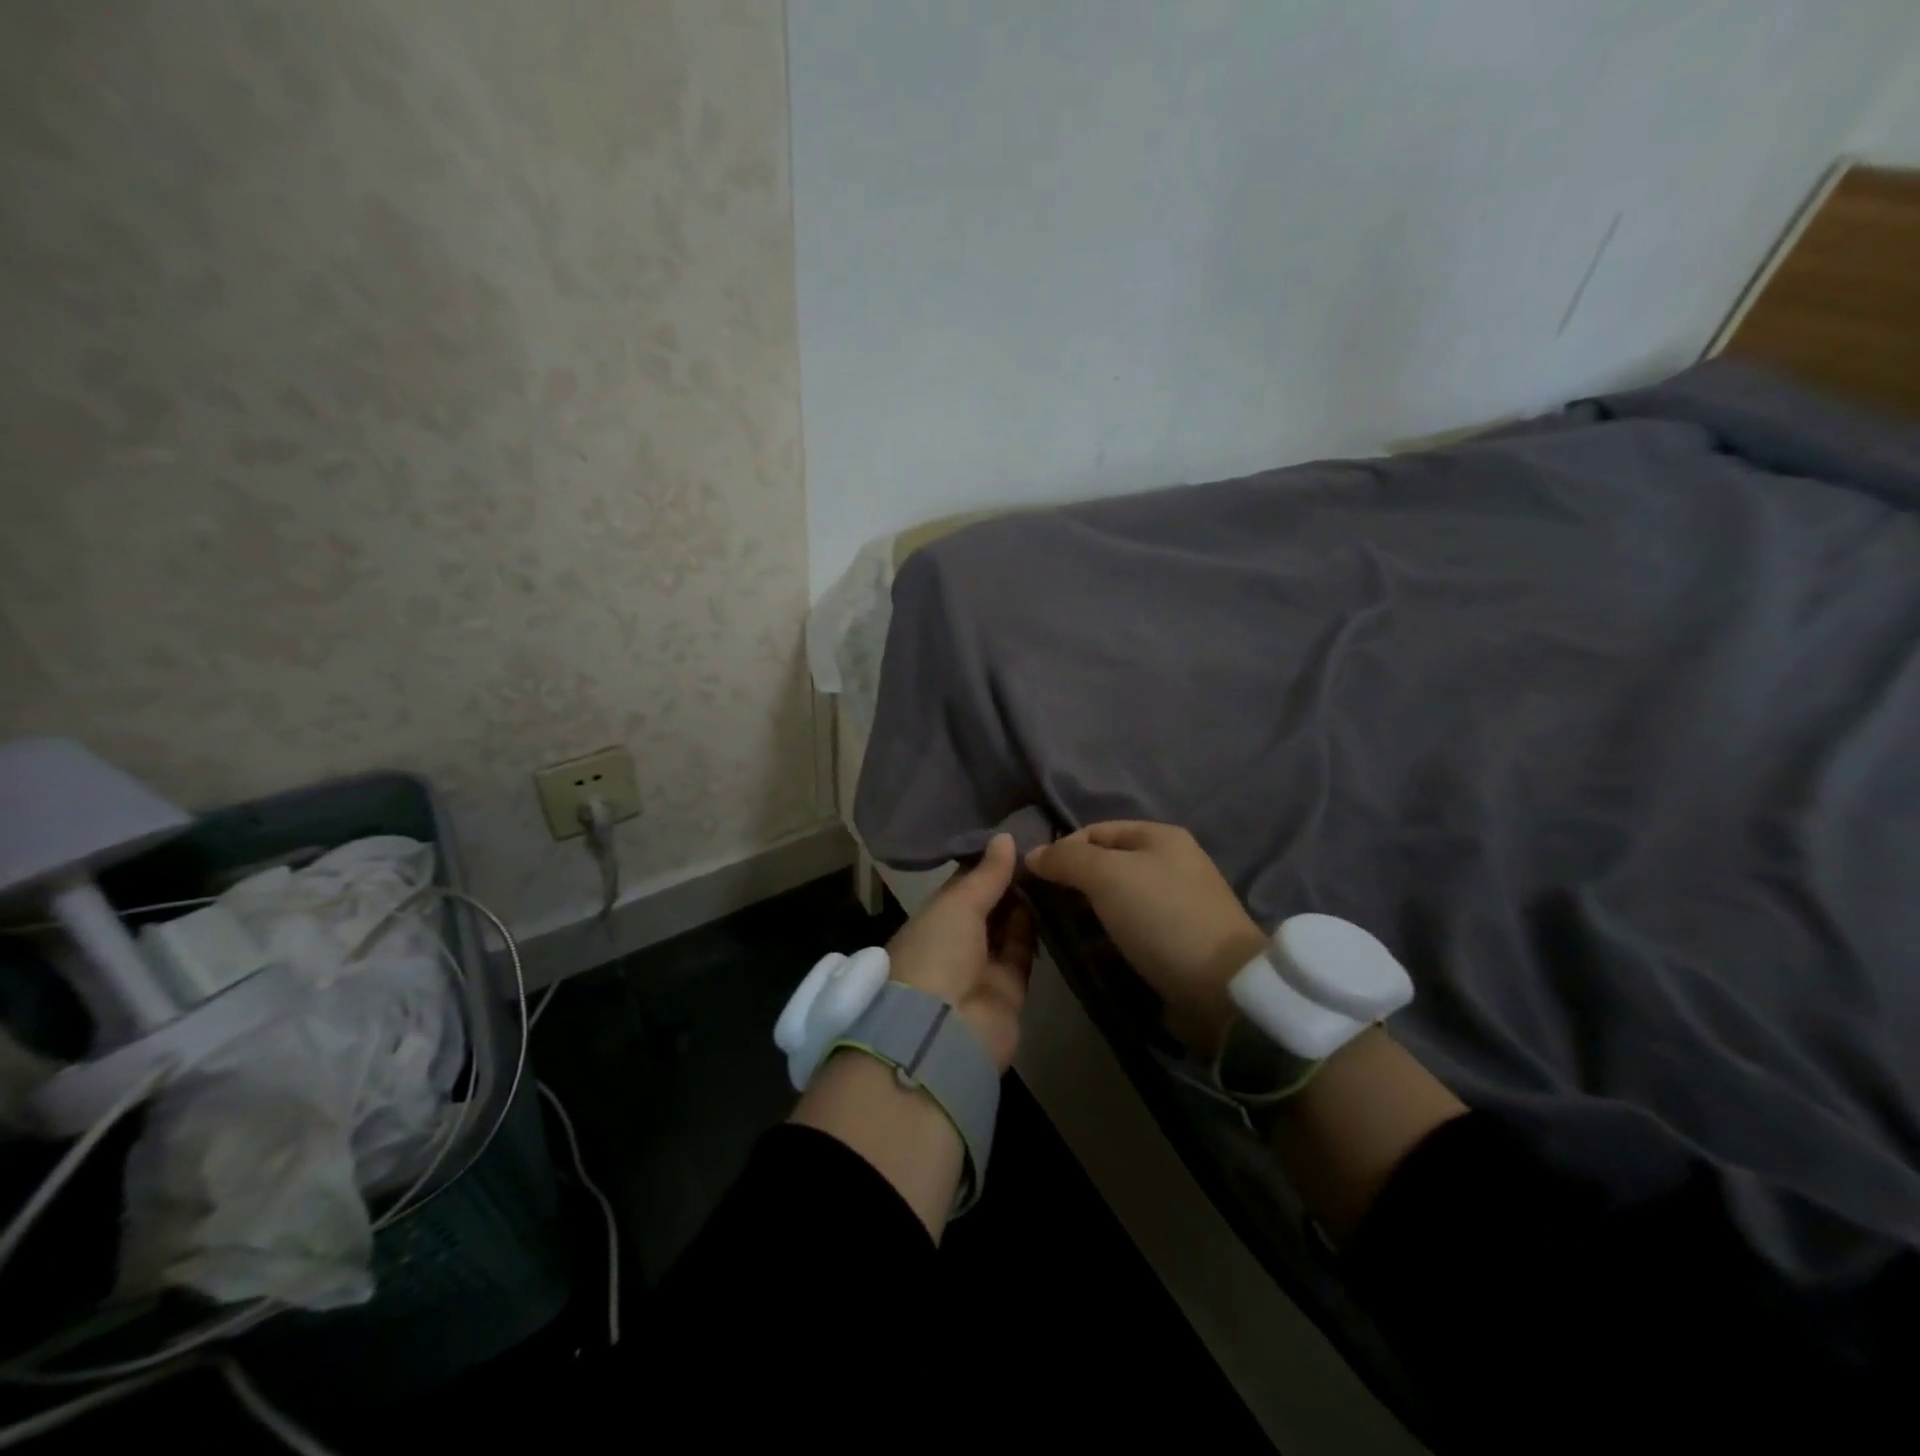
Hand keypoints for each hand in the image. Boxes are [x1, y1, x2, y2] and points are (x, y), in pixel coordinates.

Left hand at [884, 833, 1033, 1071]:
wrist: (943, 1030)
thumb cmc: (938, 952)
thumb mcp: (958, 904)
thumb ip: (986, 873)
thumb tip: (1005, 836)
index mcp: (933, 919)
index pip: (963, 885)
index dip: (987, 863)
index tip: (1016, 839)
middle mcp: (956, 942)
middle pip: (987, 906)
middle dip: (1010, 882)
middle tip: (1043, 850)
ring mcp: (982, 967)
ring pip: (1008, 928)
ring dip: (1026, 903)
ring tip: (1052, 869)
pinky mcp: (1009, 989)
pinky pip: (1023, 952)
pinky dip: (1034, 929)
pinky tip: (1054, 900)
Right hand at [1025, 821, 1264, 1054]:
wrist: (1221, 987)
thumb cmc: (1161, 917)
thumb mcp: (1107, 875)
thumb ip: (1066, 859)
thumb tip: (1033, 854)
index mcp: (1159, 836)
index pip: (1093, 831)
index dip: (1061, 850)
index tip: (1035, 881)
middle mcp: (1169, 863)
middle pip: (1104, 865)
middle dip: (1071, 884)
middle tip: (1044, 910)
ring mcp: (1174, 903)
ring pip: (1113, 900)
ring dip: (1085, 914)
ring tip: (1060, 934)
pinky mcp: (1174, 940)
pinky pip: (1128, 929)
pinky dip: (1105, 937)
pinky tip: (1088, 952)